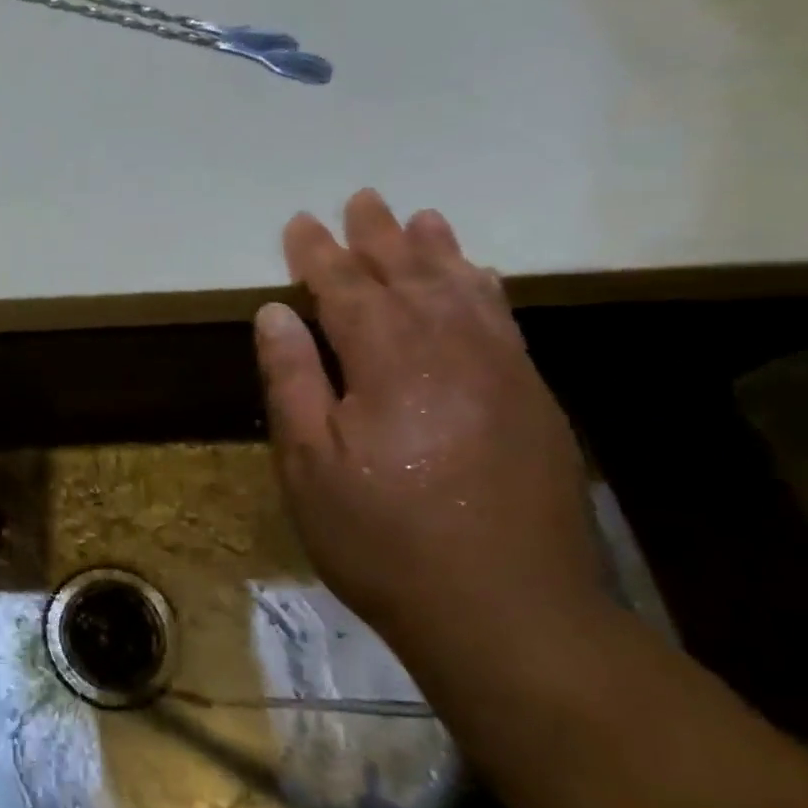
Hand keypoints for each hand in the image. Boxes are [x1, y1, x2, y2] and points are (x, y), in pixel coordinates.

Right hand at [253, 190, 609, 652]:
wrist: (504, 608)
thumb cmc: (381, 537)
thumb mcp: (308, 465)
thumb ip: (293, 381)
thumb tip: (275, 313)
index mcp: (389, 363)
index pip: (346, 290)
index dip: (318, 255)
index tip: (299, 222)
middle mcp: (452, 351)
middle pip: (410, 277)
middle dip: (380, 237)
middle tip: (362, 198)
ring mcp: (503, 373)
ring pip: (465, 292)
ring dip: (438, 252)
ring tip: (422, 218)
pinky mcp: (533, 401)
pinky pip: (505, 323)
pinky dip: (486, 291)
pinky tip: (480, 278)